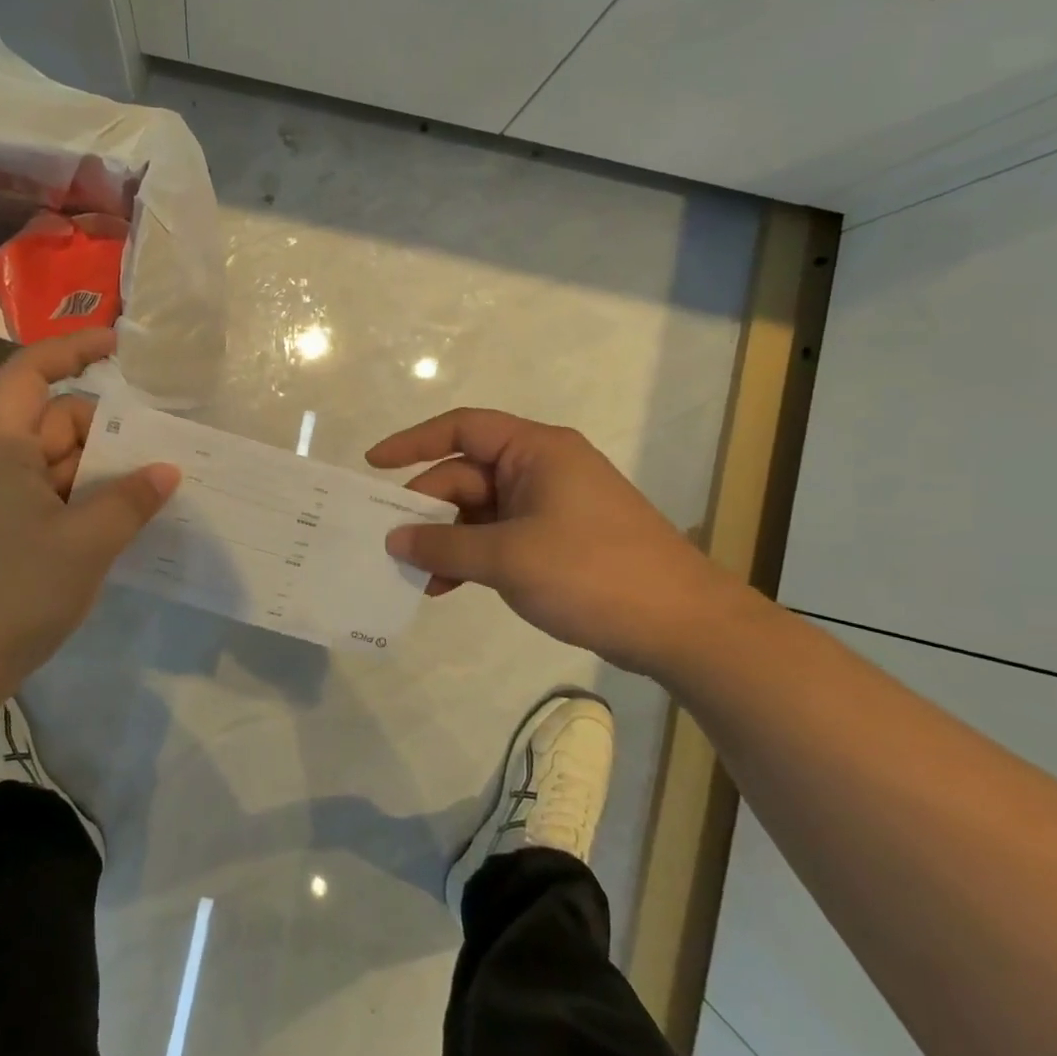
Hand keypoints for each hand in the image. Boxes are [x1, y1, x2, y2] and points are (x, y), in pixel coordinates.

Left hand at [0, 330, 178, 704]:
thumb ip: (130, 500)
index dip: (75, 349)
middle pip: (56, 421)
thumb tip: (166, 470)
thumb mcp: (85, 543)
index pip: (32, 372)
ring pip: (57, 463)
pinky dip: (84, 501)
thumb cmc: (12, 592)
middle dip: (107, 432)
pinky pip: (50, 496)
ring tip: (152, 491)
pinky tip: (120, 523)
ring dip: (101, 472)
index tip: (121, 347)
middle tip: (161, 453)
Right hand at [367, 408, 750, 675]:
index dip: (413, 442)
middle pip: (465, 475)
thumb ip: (445, 545)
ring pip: (479, 511)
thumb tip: (393, 539)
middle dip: (426, 508)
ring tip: (414, 575)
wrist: (683, 627)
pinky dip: (471, 557)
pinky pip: (498, 537)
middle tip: (390, 543)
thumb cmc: (593, 572)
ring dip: (446, 540)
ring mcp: (550, 507)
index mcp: (535, 451)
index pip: (462, 428)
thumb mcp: (508, 557)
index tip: (373, 466)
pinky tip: (446, 588)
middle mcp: (541, 469)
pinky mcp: (556, 541)